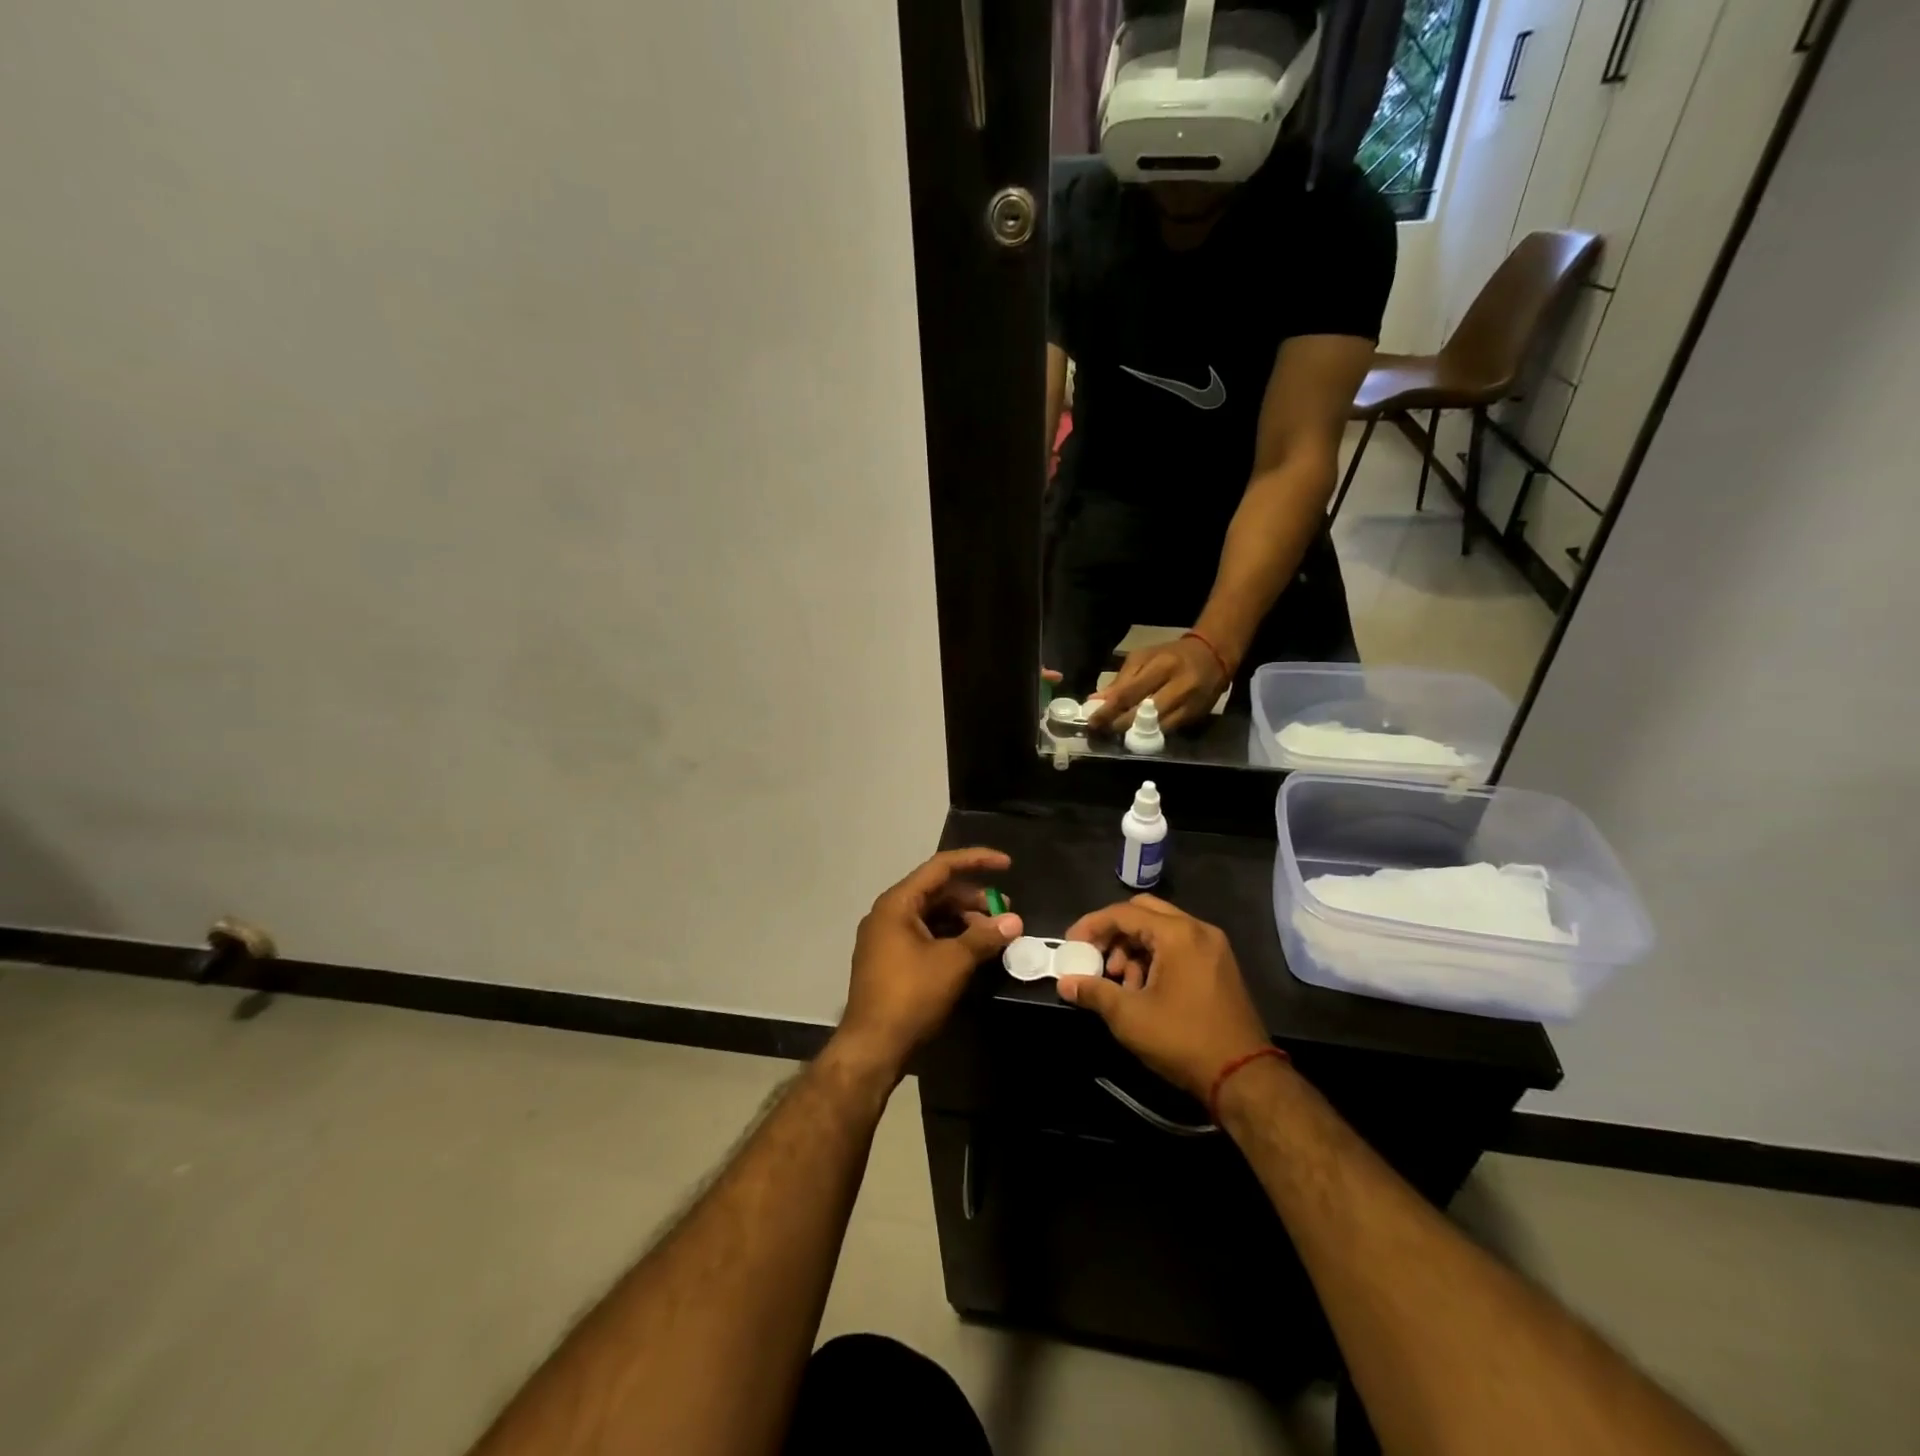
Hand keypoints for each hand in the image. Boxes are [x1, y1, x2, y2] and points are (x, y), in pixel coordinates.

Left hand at [833, 848, 1022, 1082]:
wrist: (872, 1047)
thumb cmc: (911, 995)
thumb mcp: (953, 962)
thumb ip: (984, 937)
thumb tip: (1014, 921)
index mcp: (897, 903)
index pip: (941, 867)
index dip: (976, 861)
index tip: (1007, 864)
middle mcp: (888, 914)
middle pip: (937, 892)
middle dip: (974, 898)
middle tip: (1005, 911)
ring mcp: (887, 939)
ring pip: (932, 916)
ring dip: (964, 921)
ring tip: (995, 935)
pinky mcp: (890, 962)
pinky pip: (926, 936)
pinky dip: (951, 938)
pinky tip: (973, 951)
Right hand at [1055, 895, 1268, 1100]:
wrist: (1243, 1077)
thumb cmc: (1182, 1039)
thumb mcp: (1129, 1016)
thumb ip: (1094, 991)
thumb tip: (1065, 983)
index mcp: (1178, 934)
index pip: (1124, 913)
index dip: (1092, 925)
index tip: (1071, 944)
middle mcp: (1198, 930)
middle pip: (1144, 912)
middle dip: (1114, 933)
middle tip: (1095, 957)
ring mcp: (1213, 947)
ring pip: (1161, 930)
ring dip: (1134, 948)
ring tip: (1120, 982)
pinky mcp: (1219, 966)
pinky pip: (1179, 946)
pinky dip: (1155, 958)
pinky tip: (1143, 989)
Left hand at [1084, 637, 1226, 733]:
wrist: (1213, 655)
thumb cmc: (1171, 654)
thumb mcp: (1144, 658)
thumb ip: (1121, 680)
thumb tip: (1096, 701)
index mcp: (1162, 666)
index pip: (1129, 694)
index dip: (1108, 711)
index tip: (1092, 721)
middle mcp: (1178, 686)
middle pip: (1142, 714)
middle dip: (1118, 725)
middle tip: (1102, 730)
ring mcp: (1190, 704)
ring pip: (1156, 728)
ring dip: (1133, 734)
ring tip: (1117, 734)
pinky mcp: (1196, 716)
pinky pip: (1168, 731)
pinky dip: (1151, 734)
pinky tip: (1139, 734)